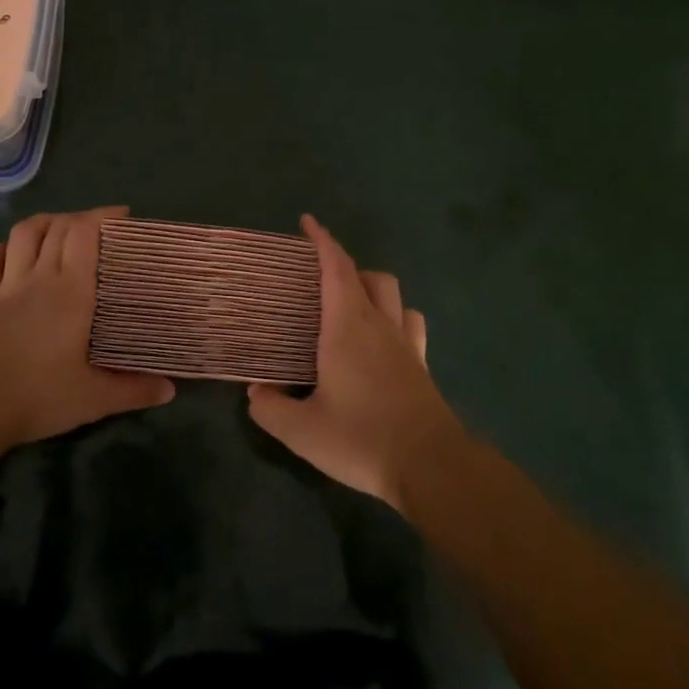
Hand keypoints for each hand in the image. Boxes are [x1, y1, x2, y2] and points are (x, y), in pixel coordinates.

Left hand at [0, 207, 174, 451]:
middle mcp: (38, 277)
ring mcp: (5, 286)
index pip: (84, 234)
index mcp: (71, 291)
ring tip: (57, 228)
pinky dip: (1, 249)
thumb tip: (170, 390)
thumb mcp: (94, 399)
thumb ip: (133, 390)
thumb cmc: (38, 395)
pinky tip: (9, 254)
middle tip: (98, 228)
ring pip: (22, 234)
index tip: (122, 216)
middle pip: (57, 227)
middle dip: (79, 218)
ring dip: (42, 223)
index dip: (102, 216)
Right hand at [246, 215, 466, 513]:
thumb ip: (270, 409)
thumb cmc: (362, 439)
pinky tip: (382, 340)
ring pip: (394, 296)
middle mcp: (379, 325)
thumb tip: (256, 392)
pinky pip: (411, 325)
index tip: (308, 221)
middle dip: (344, 266)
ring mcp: (406, 344)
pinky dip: (395, 318)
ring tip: (352, 307)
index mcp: (347, 327)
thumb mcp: (301, 431)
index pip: (335, 268)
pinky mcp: (422, 366)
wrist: (432, 467)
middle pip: (368, 276)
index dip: (322, 240)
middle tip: (319, 281)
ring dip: (373, 289)